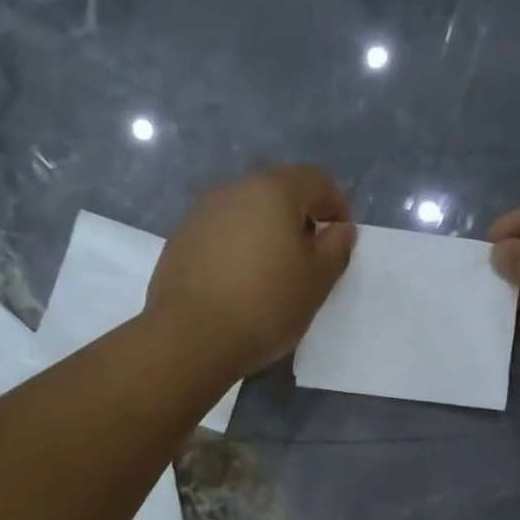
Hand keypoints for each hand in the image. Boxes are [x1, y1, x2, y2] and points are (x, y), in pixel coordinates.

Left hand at [148, 165, 357, 378]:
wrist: (190, 338)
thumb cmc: (265, 305)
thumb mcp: (317, 281)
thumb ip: (336, 248)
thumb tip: (340, 229)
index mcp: (273, 191)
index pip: (316, 181)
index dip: (336, 206)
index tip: (340, 240)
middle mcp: (234, 191)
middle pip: (278, 193)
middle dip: (299, 220)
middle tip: (308, 261)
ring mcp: (201, 214)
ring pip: (247, 215)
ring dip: (266, 235)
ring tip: (272, 276)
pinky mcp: (180, 241)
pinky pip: (221, 235)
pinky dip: (237, 250)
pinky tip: (238, 286)